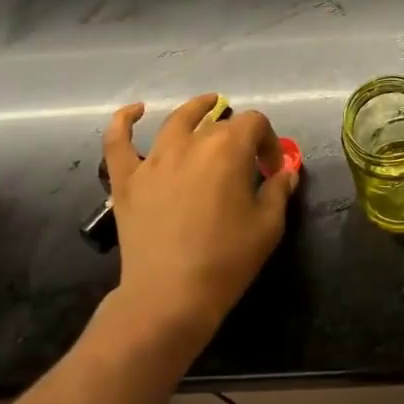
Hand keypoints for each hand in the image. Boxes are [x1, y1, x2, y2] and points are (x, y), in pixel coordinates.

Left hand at [100, 94, 297, 340]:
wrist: (169, 297)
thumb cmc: (227, 259)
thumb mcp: (268, 226)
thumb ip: (278, 191)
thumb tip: (284, 173)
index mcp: (228, 149)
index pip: (255, 123)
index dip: (268, 141)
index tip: (272, 169)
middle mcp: (190, 144)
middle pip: (218, 123)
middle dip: (239, 135)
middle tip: (246, 160)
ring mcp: (154, 160)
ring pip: (176, 122)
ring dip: (195, 110)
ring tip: (207, 106)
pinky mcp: (126, 180)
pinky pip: (119, 142)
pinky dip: (124, 121)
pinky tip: (135, 111)